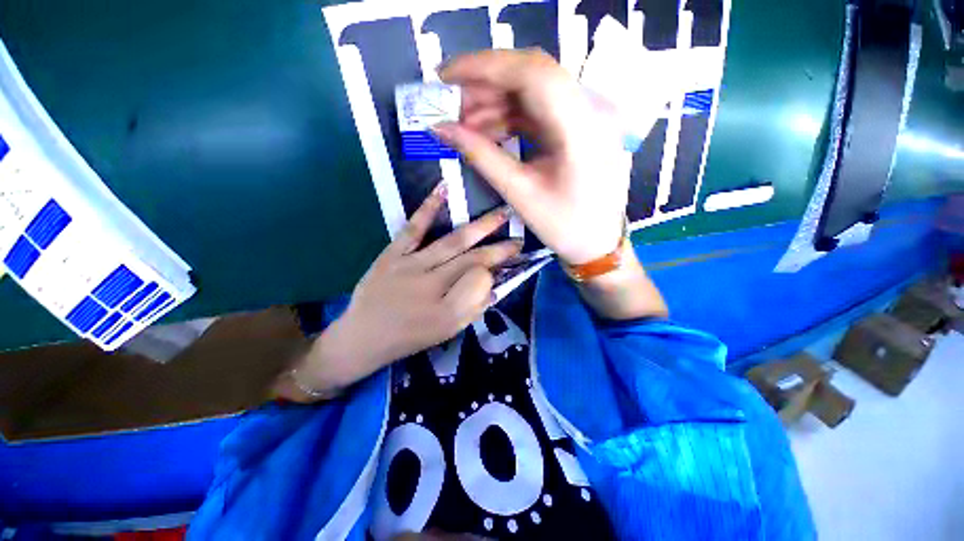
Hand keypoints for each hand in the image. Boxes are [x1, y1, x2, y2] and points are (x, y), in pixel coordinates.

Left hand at [274, 184, 521, 401]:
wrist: (362, 337)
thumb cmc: (409, 338)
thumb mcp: (446, 333)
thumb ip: (471, 308)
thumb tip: (493, 284)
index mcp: (446, 311)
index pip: (480, 281)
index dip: (497, 268)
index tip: (510, 260)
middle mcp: (431, 285)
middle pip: (472, 260)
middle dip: (499, 248)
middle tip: (519, 236)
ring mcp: (410, 265)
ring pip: (452, 242)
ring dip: (480, 227)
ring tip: (502, 213)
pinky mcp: (392, 254)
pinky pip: (413, 228)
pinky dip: (429, 207)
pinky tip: (446, 188)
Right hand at [434, 48, 629, 265]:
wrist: (598, 242)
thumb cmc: (564, 226)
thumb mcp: (520, 193)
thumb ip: (481, 156)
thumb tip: (441, 129)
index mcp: (582, 126)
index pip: (532, 72)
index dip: (484, 66)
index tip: (444, 76)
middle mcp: (591, 108)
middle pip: (531, 75)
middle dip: (485, 85)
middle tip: (450, 104)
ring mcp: (587, 115)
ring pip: (533, 91)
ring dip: (495, 103)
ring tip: (463, 124)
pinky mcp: (579, 126)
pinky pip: (540, 110)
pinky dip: (510, 117)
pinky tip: (488, 132)